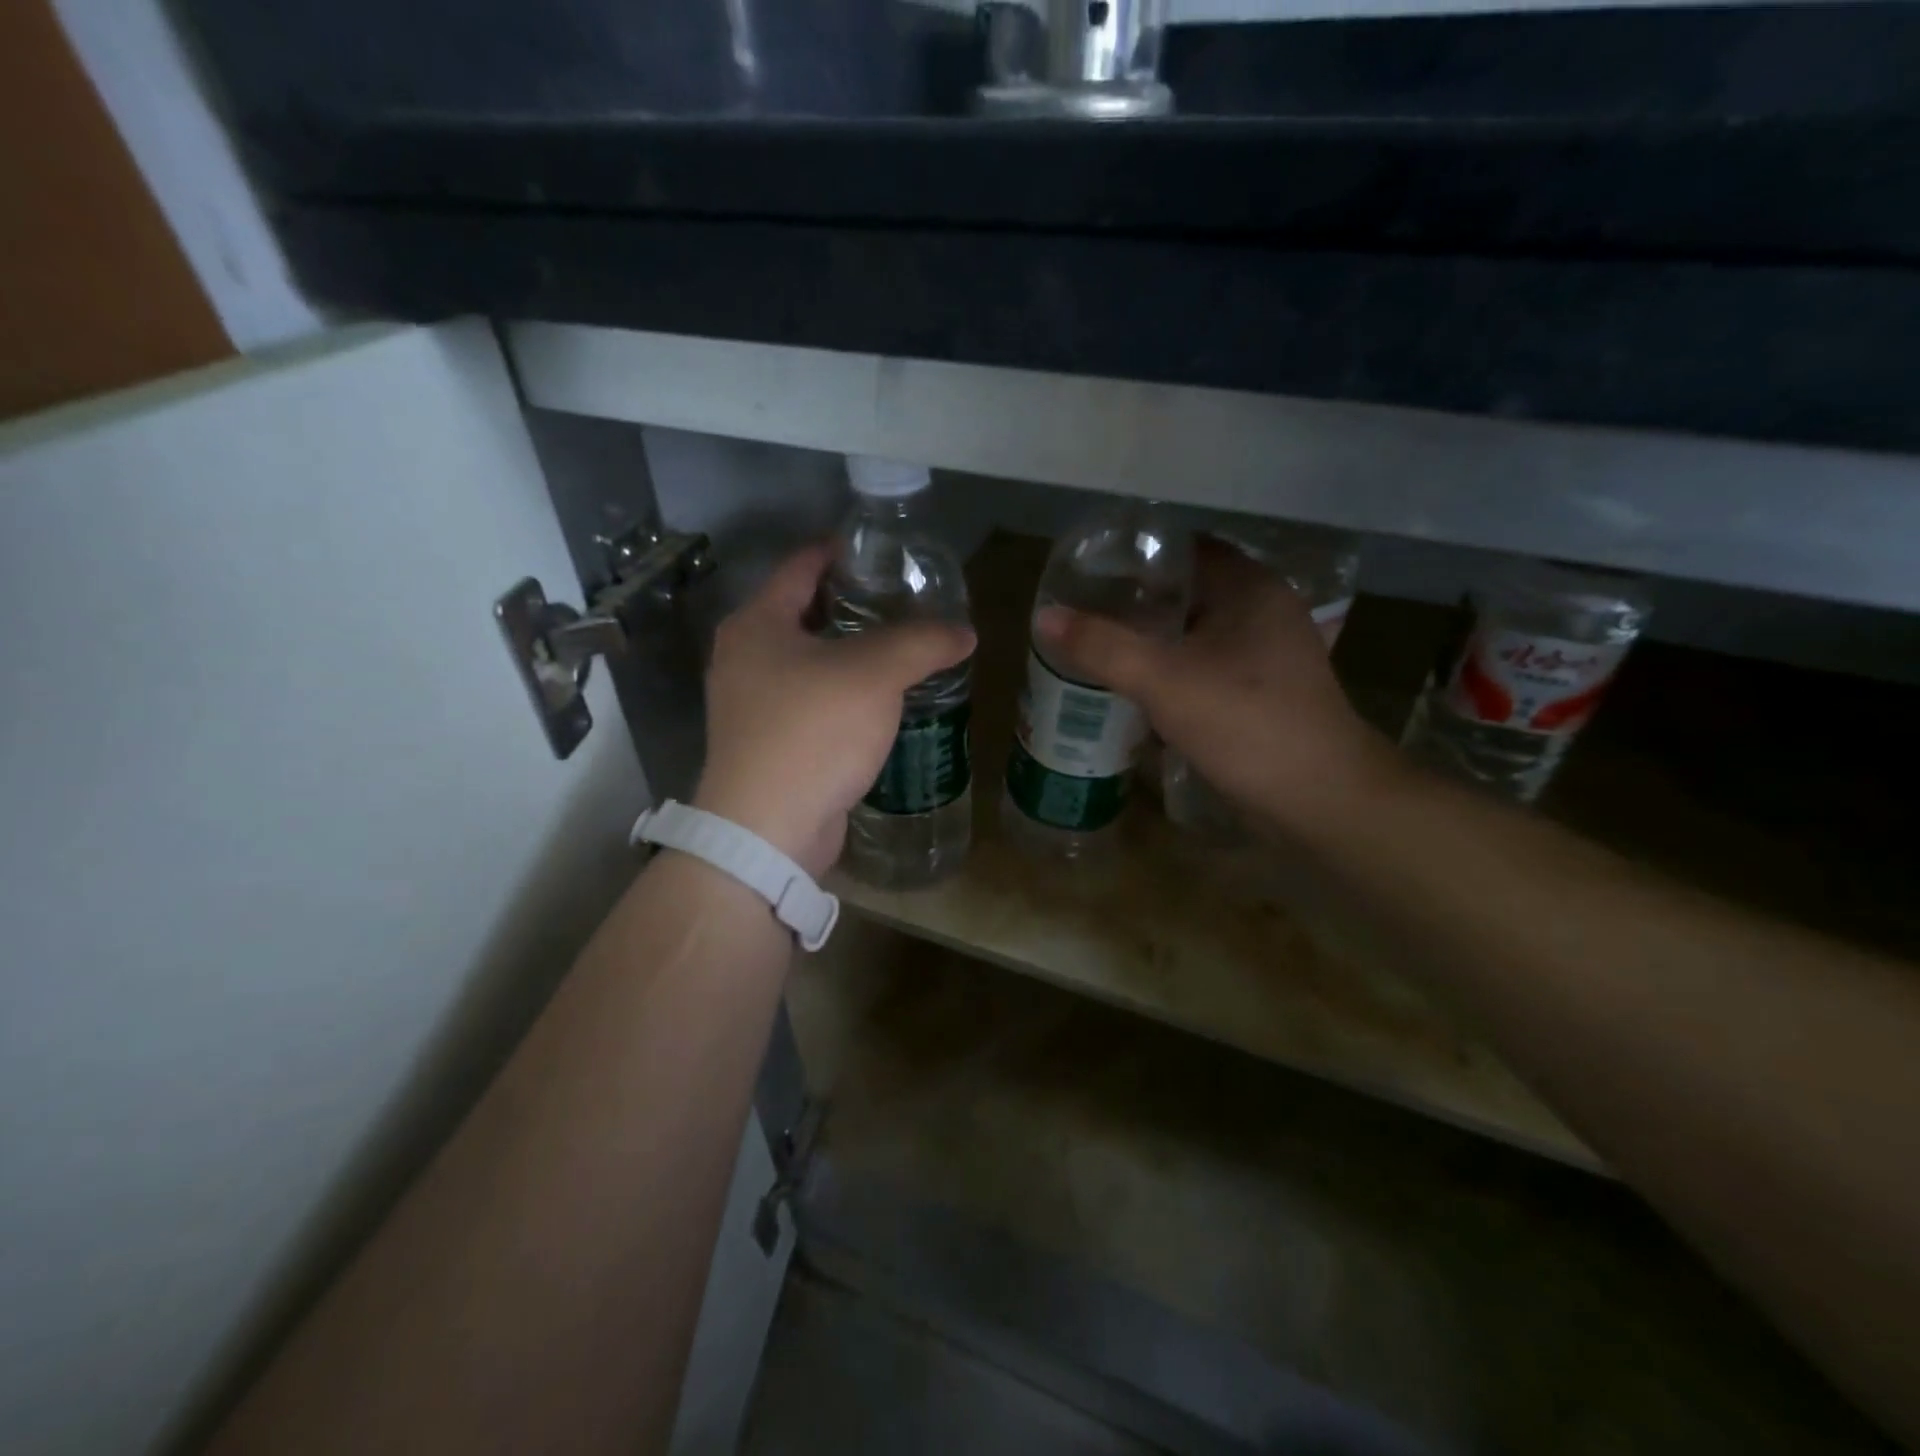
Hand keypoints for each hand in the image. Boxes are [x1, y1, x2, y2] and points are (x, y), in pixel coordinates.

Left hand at [693, 544, 975, 878]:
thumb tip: (965, 632)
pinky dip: (842, 693)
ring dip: (850, 653)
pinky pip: (810, 701)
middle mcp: (744, 657)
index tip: (882, 551)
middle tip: (904, 601)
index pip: (801, 565)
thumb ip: (922, 643)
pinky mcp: (767, 743)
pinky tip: (881, 700)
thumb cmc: (813, 732)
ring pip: (809, 661)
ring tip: (901, 648)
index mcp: (757, 624)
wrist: (768, 829)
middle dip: (853, 605)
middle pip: (804, 613)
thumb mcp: (875, 675)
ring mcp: (750, 703)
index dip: (842, 551)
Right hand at [1035, 538, 1399, 833]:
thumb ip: (1103, 647)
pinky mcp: (1265, 690)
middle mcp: (1264, 610)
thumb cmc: (1245, 723)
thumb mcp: (1164, 681)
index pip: (1185, 549)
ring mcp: (1269, 653)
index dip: (1137, 558)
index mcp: (1249, 588)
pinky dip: (1175, 669)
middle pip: (1189, 591)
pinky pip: (1209, 664)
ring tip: (1102, 647)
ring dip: (1155, 639)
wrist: (1318, 798)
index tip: (1090, 573)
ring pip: (1198, 632)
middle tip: (1086, 613)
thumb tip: (1044, 616)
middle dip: (1138, 602)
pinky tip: (1140, 687)